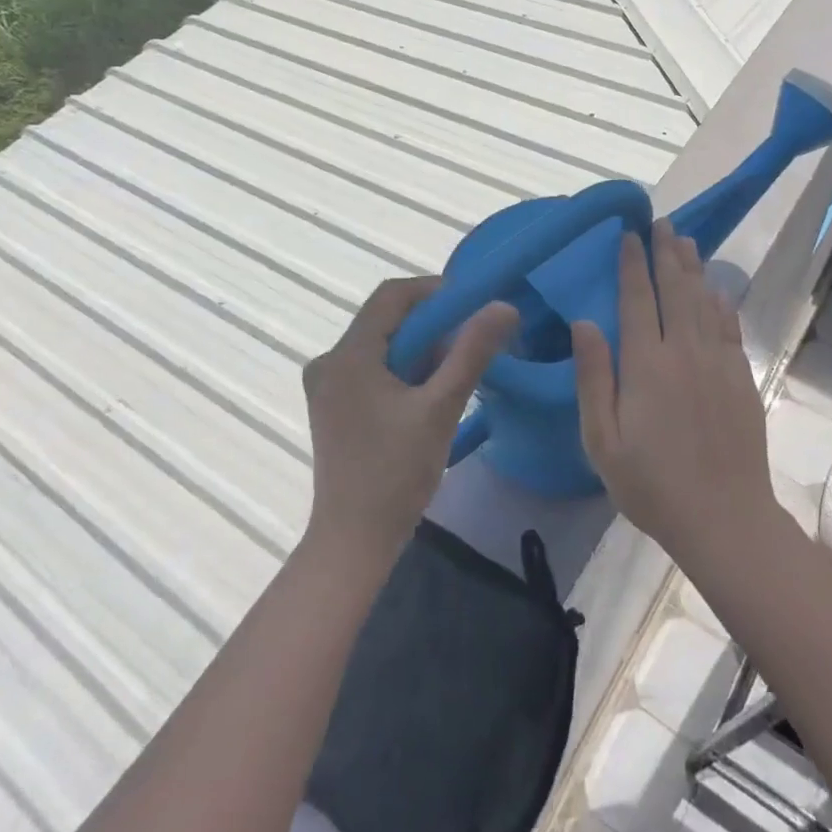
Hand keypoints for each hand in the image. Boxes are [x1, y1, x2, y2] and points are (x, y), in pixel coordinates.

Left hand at [301, 277, 516, 566]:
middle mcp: (330, 362)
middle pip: (387, 319)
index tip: (474, 304)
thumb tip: (503, 306)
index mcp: (348, 355)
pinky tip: (430, 394)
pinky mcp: (334, 407)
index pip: (392, 295)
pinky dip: (405, 370)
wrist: (354, 541)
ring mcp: (328, 386)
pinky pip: (374, 368)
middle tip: (473, 342)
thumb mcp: (441, 408)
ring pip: (383, 345)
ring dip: (422, 349)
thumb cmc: (396, 473)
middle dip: (433, 324)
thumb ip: (472, 352)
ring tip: (457, 372)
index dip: (435, 290)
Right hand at [571, 219, 780, 565]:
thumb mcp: (602, 440)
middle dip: (666, 252)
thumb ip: (593, 377)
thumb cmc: (652, 485)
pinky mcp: (741, 378)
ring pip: (704, 301)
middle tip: (662, 222)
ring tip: (686, 240)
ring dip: (693, 268)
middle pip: (675, 289)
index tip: (628, 235)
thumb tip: (584, 322)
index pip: (637, 299)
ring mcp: (718, 362)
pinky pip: (730, 327)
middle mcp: (684, 351)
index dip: (631, 264)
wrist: (724, 518)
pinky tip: (717, 290)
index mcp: (646, 364)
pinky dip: (722, 303)